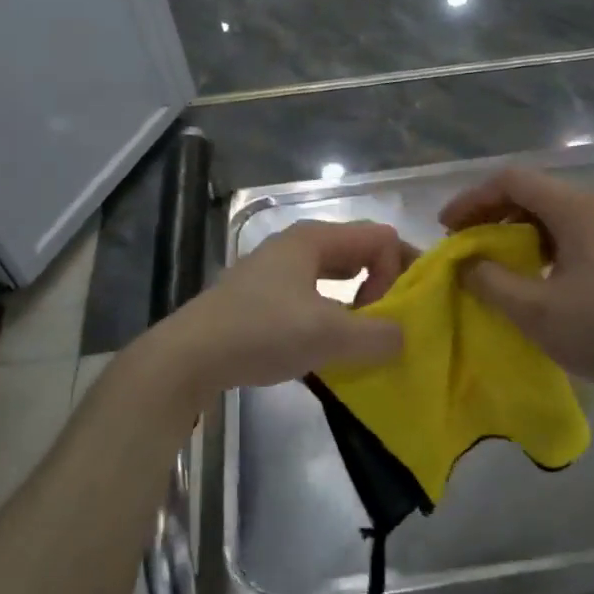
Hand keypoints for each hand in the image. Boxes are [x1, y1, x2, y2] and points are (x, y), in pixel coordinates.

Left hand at [154, 220, 408, 398]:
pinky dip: (332, 312)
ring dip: (358, 302)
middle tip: (388, 323)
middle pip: (360, 252)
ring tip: (363, 337)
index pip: (381, 237)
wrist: (190, 356)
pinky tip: (328, 344)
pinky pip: (314, 294)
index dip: (400, 269)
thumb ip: (378, 335)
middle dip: (383, 284)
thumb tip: (403, 336)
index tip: (396, 312)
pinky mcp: (263, 296)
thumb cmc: (262, 333)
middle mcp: (297, 245)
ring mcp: (277, 270)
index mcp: (315, 239)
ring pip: (336, 275)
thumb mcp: (329, 335)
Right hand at [440, 167, 593, 408]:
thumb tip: (464, 263)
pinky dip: (544, 244)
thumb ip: (490, 281)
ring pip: (555, 214)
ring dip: (518, 231)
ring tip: (493, 262)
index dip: (472, 199)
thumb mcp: (535, 310)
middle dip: (493, 215)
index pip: (512, 181)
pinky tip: (535, 275)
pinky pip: (575, 233)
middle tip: (465, 246)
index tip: (447, 228)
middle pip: (534, 193)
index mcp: (578, 208)